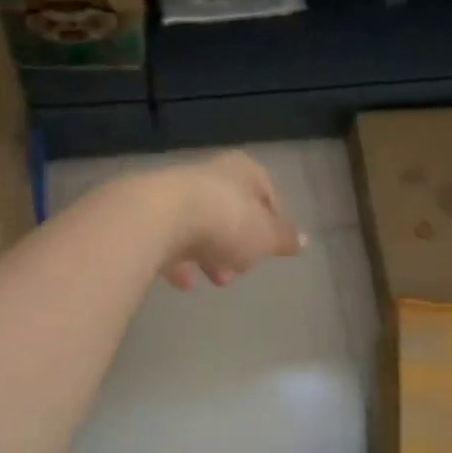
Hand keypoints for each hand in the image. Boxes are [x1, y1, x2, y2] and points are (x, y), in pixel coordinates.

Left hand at [155, 151, 302, 290]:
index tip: (273, 247)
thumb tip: (303, 241)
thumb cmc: (226, 220)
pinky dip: (180, 261)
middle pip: (231, 211)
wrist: (158, 218)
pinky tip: (184, 282)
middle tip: (241, 270)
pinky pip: (171, 240)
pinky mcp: (148, 216)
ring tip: (216, 280)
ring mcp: (175, 194)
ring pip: (200, 226)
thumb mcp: (266, 235)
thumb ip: (284, 238)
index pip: (266, 192)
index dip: (273, 221)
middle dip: (238, 244)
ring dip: (210, 254)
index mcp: (242, 170)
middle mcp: (208, 175)